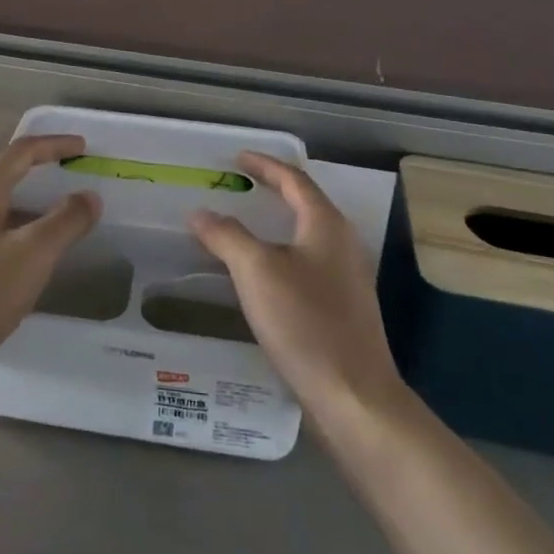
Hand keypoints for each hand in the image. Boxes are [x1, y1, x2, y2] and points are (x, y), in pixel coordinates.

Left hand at [0, 135, 101, 372]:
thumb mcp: (33, 254)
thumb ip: (66, 221)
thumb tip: (89, 196)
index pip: (23, 151)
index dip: (55, 144)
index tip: (83, 147)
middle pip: (7, 173)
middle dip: (42, 172)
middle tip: (73, 179)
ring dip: (29, 203)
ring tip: (57, 216)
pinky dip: (14, 225)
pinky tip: (26, 251)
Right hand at [189, 153, 404, 418]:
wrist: (353, 395)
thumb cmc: (305, 322)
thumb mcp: (256, 271)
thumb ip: (226, 235)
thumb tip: (199, 212)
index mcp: (326, 225)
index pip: (294, 180)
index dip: (264, 165)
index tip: (237, 159)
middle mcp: (342, 243)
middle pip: (305, 203)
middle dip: (272, 190)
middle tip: (239, 185)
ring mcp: (347, 277)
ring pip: (306, 235)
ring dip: (276, 223)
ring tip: (245, 223)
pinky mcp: (343, 307)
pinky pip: (307, 262)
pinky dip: (281, 252)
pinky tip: (263, 273)